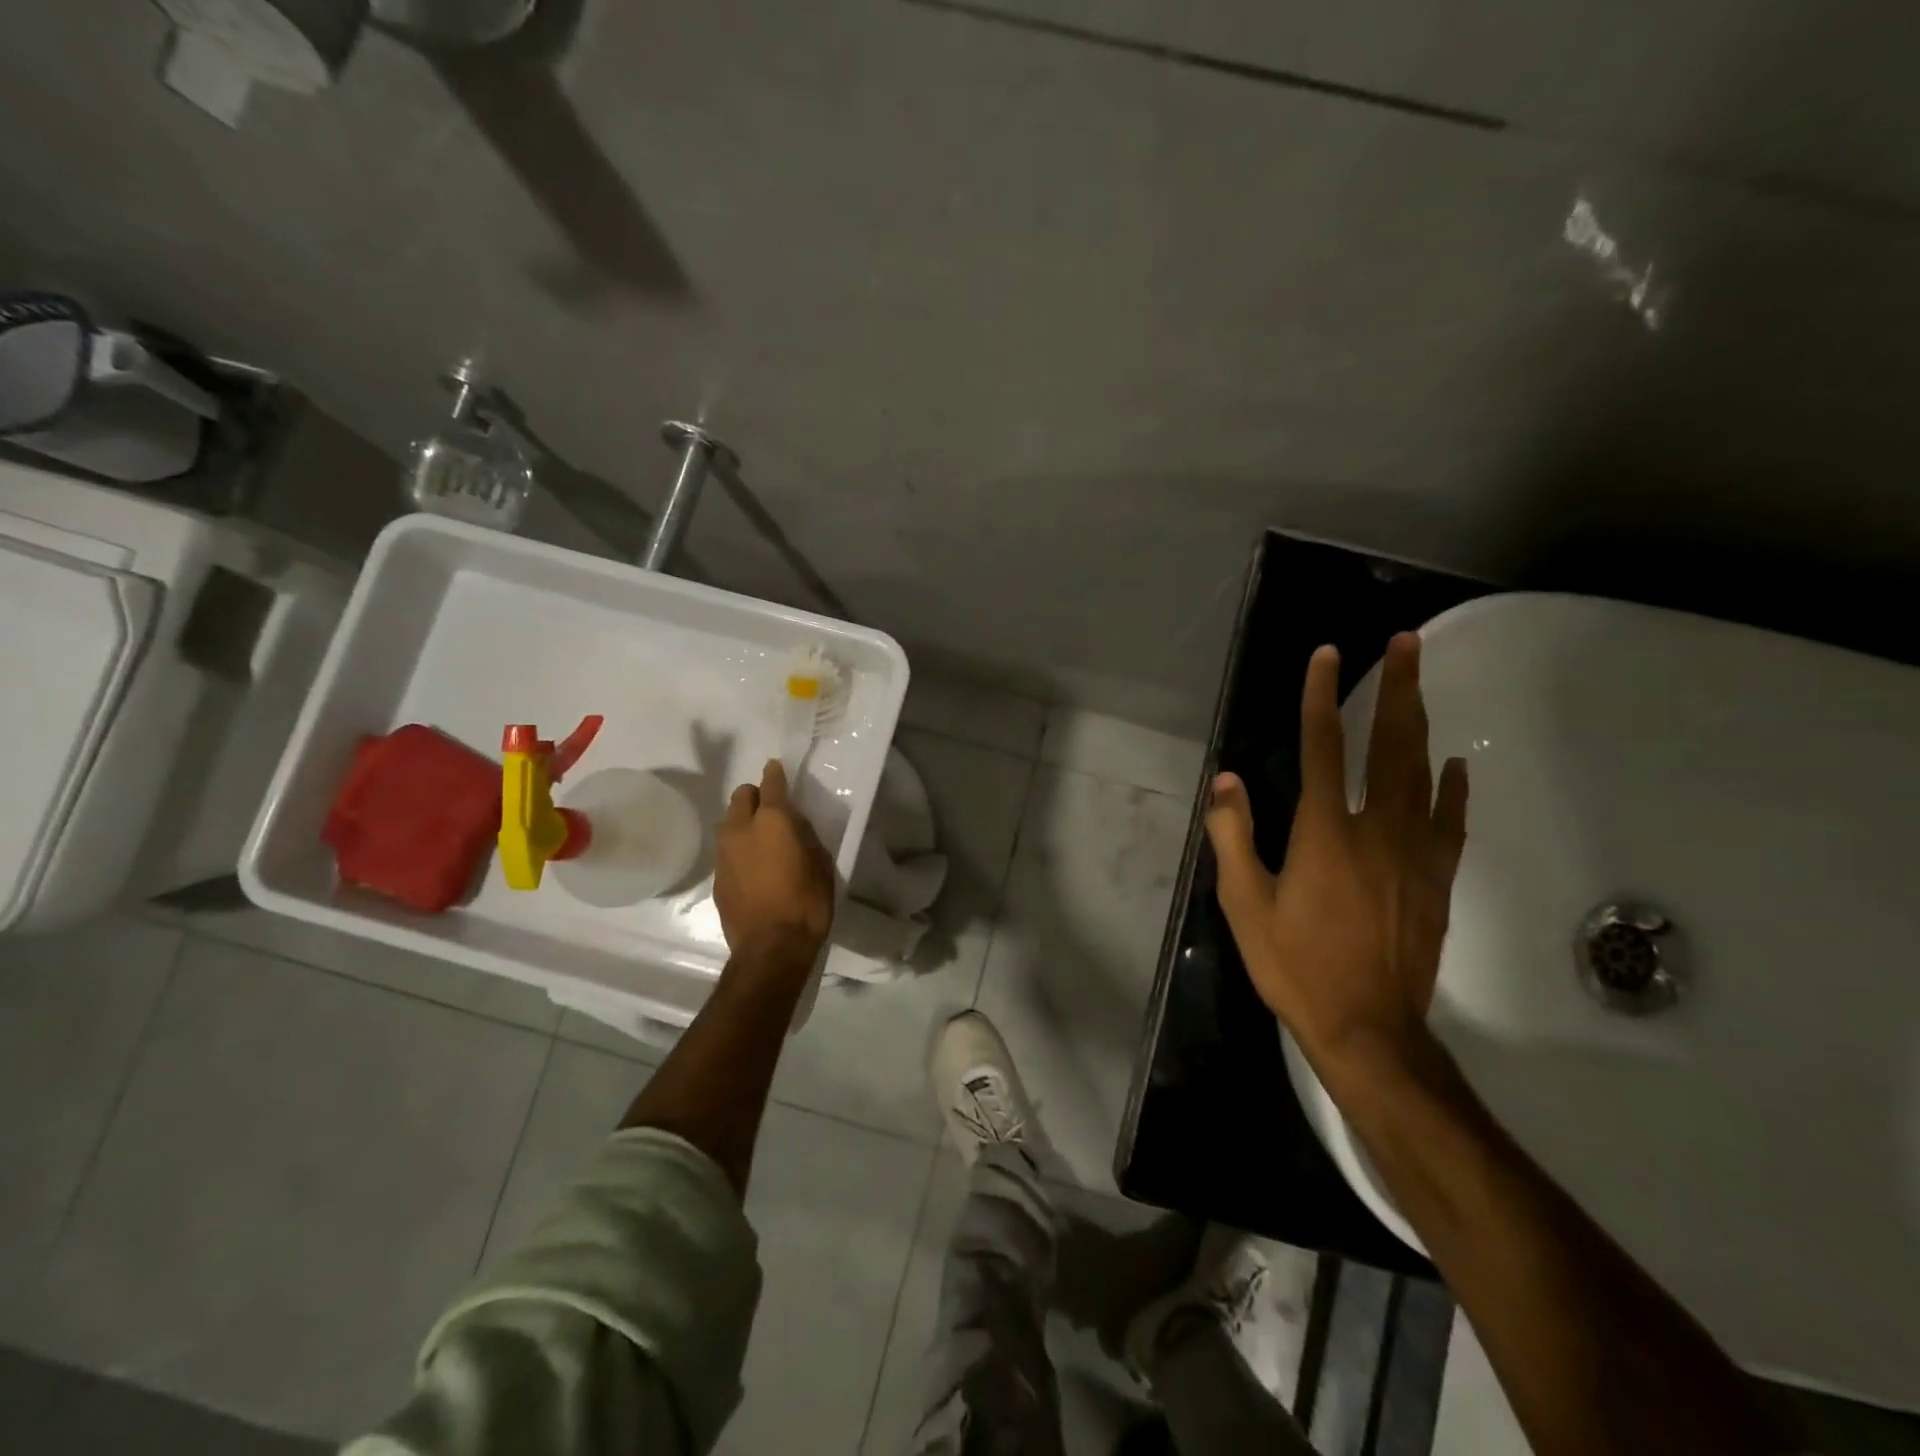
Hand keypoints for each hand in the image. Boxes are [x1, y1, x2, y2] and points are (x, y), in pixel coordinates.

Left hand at [714, 759, 835, 965]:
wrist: (770, 948)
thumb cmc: (807, 903)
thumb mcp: (820, 864)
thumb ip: (805, 835)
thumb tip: (793, 822)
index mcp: (773, 821)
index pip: (771, 784)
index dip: (775, 774)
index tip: (776, 767)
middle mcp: (742, 829)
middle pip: (741, 796)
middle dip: (755, 796)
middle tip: (772, 810)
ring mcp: (724, 853)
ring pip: (729, 821)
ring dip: (743, 821)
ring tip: (761, 839)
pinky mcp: (717, 876)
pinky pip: (727, 849)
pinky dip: (738, 848)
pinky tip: (753, 865)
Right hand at [1205, 633, 1467, 1080]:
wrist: (1368, 1028)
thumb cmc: (1295, 965)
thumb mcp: (1245, 904)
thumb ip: (1234, 837)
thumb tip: (1226, 781)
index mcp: (1324, 833)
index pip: (1323, 746)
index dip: (1322, 696)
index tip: (1328, 655)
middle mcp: (1375, 830)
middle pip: (1389, 745)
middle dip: (1396, 688)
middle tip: (1407, 643)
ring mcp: (1415, 853)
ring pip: (1422, 772)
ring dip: (1422, 721)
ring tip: (1421, 682)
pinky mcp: (1437, 880)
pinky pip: (1450, 820)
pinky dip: (1452, 787)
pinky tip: (1455, 765)